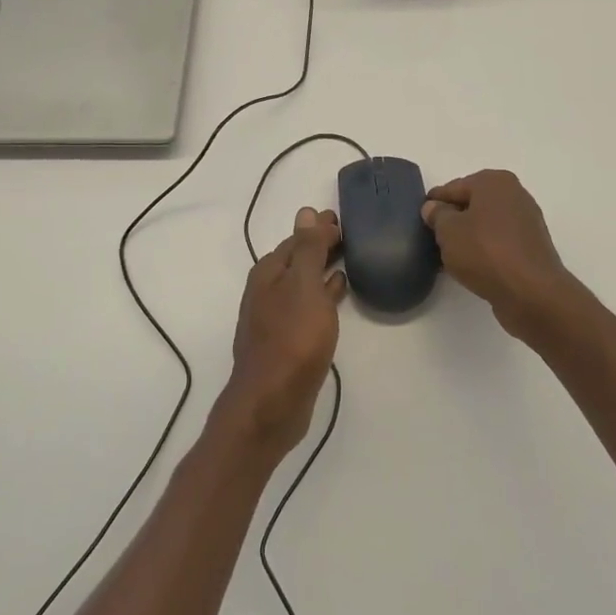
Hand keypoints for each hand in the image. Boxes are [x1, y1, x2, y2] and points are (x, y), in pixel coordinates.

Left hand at [222, 207, 345, 458]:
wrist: (272, 402)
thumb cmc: (292, 338)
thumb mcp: (304, 286)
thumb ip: (308, 249)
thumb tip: (306, 211)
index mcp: (269, 272)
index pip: (297, 238)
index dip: (318, 228)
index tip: (342, 219)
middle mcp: (267, 290)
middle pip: (297, 259)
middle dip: (320, 245)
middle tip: (348, 235)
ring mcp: (275, 316)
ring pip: (303, 282)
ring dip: (322, 269)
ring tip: (348, 260)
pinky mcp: (286, 340)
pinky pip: (307, 306)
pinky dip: (323, 294)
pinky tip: (338, 295)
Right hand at [422, 171, 576, 345]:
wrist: (531, 293)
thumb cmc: (485, 252)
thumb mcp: (448, 231)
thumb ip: (437, 215)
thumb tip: (434, 207)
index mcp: (494, 182)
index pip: (453, 188)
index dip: (434, 204)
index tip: (419, 219)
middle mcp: (514, 195)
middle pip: (471, 204)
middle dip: (452, 220)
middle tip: (432, 238)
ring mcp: (526, 222)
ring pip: (485, 225)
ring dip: (468, 237)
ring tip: (448, 257)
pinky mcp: (531, 248)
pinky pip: (499, 243)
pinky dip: (484, 251)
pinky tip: (471, 267)